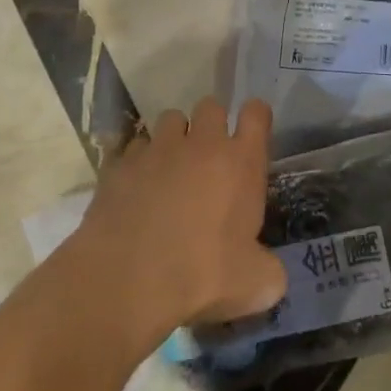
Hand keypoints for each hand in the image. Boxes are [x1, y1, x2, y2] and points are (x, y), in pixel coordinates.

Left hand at [73, 98, 286, 349]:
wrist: (128, 280)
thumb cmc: (203, 275)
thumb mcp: (255, 284)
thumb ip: (269, 270)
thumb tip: (269, 272)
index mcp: (241, 161)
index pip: (256, 113)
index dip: (255, 118)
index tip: (252, 134)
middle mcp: (202, 143)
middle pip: (211, 106)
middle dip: (211, 124)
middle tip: (209, 157)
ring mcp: (158, 149)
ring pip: (170, 119)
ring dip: (174, 138)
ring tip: (170, 168)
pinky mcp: (121, 163)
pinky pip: (134, 148)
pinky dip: (138, 162)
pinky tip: (136, 189)